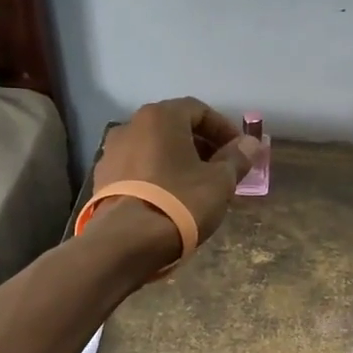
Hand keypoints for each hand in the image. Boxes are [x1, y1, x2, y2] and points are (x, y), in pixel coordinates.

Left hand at [94, 98, 261, 252]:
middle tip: (221, 169)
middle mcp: (131, 126)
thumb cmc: (179, 202)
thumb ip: (236, 158)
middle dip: (201, 145)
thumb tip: (250, 144)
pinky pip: (137, 169)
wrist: (125, 242)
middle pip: (174, 128)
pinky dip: (156, 176)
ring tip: (196, 187)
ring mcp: (111, 152)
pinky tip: (169, 199)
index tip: (239, 151)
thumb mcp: (219, 181)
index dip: (223, 129)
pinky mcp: (101, 179)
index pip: (199, 110)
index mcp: (160, 117)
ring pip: (154, 149)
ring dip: (177, 161)